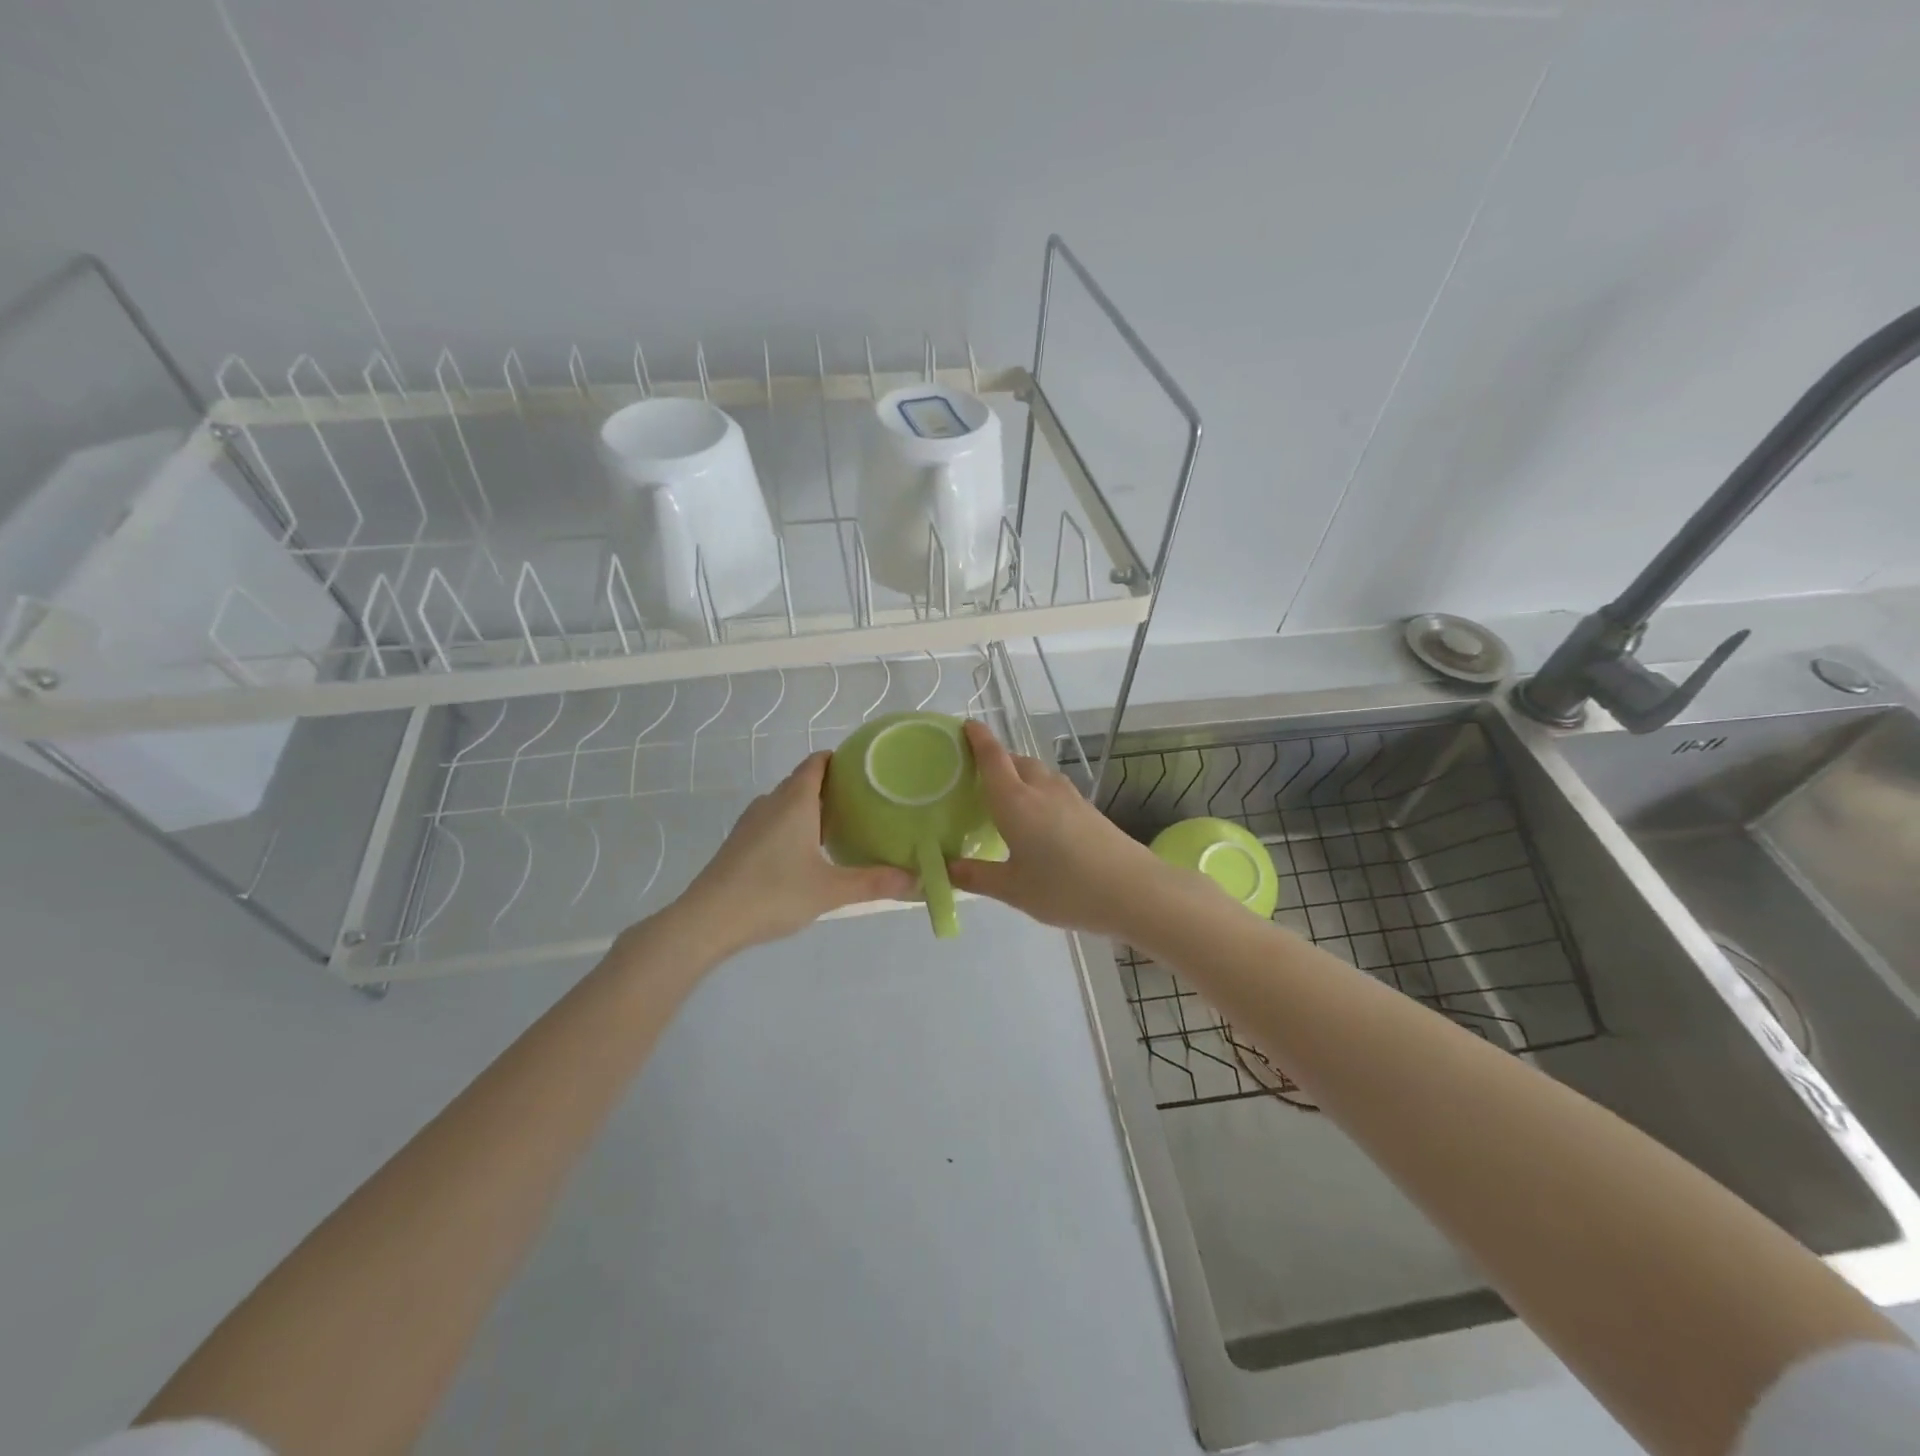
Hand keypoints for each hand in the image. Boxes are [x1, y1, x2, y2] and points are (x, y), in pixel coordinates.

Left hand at [668, 752, 915, 954]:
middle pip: (803, 781)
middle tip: (866, 802)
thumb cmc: (772, 894)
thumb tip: (916, 878)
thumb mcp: (830, 890)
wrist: (707, 920)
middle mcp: (771, 803)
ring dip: (811, 808)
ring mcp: (751, 823)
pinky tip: (807, 853)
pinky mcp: (740, 843)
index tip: (867, 769)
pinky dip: (794, 826)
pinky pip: (773, 821)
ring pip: (787, 803)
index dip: (841, 759)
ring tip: (842, 826)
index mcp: (794, 801)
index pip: (817, 763)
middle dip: (832, 787)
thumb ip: (873, 882)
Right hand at [948, 720, 1173, 937]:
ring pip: (1037, 773)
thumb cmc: (1065, 888)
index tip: (966, 725)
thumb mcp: (1013, 889)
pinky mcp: (1087, 808)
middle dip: (996, 761)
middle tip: (977, 776)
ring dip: (1019, 775)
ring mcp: (1069, 796)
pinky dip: (1038, 791)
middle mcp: (1041, 789)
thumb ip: (977, 876)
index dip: (978, 738)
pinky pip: (1053, 788)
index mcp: (1015, 801)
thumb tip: (946, 868)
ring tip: (1007, 797)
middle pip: (1015, 761)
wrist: (1132, 890)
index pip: (992, 758)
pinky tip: (1038, 817)